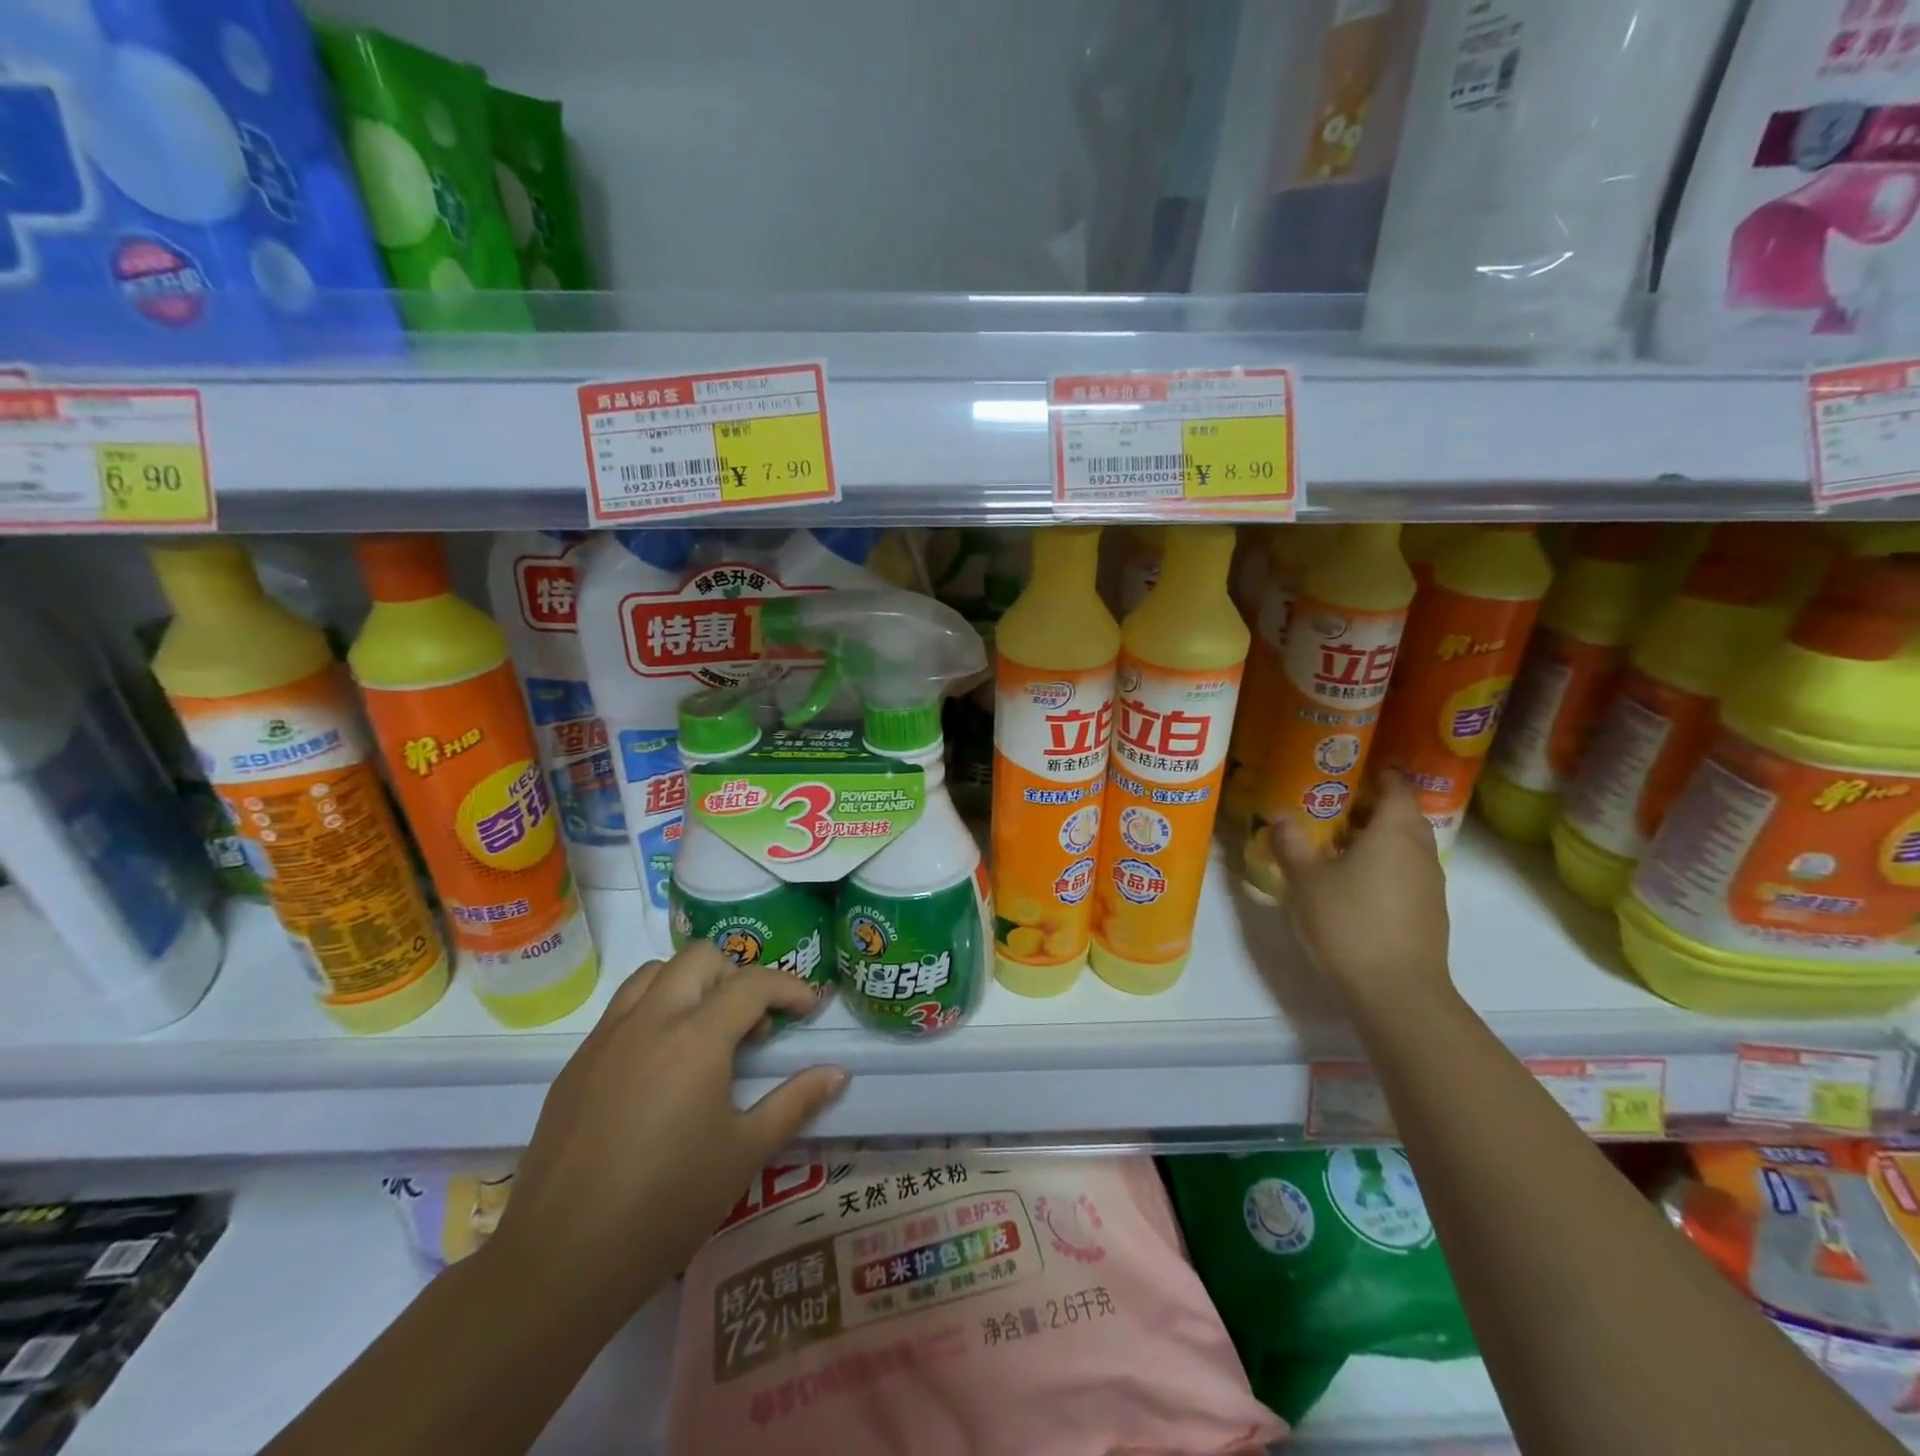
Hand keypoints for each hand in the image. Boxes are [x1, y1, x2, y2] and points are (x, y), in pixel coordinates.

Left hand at [485, 943, 847, 1332]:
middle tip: (752, 1024)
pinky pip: (622, 1009)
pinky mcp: (576, 1064)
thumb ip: (795, 1103)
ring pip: (655, 973)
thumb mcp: (744, 1153)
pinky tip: (661, 1067)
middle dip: (737, 976)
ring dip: (691, 984)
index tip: (808, 1010)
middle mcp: (649, 1020)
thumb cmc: (666, 1206)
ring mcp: (606, 1038)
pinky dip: (654, 1010)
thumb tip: (838, 1074)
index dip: (789, 989)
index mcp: (695, 1038)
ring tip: (706, 1033)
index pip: (752, 984)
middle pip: (700, 958)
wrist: (560, 1263)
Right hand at [1269, 772, 1452, 1011]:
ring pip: (1408, 846)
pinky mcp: (1430, 912)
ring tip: (1341, 844)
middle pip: (1404, 815)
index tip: (1353, 768)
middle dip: (1375, 806)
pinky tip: (1357, 883)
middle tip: (1336, 806)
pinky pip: (1408, 872)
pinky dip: (1387, 866)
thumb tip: (1279, 816)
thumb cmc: (1349, 922)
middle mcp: (1420, 850)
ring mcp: (1431, 883)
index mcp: (1394, 832)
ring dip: (1380, 838)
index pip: (1397, 786)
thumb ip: (1291, 843)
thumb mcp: (1305, 880)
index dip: (1380, 773)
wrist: (1397, 991)